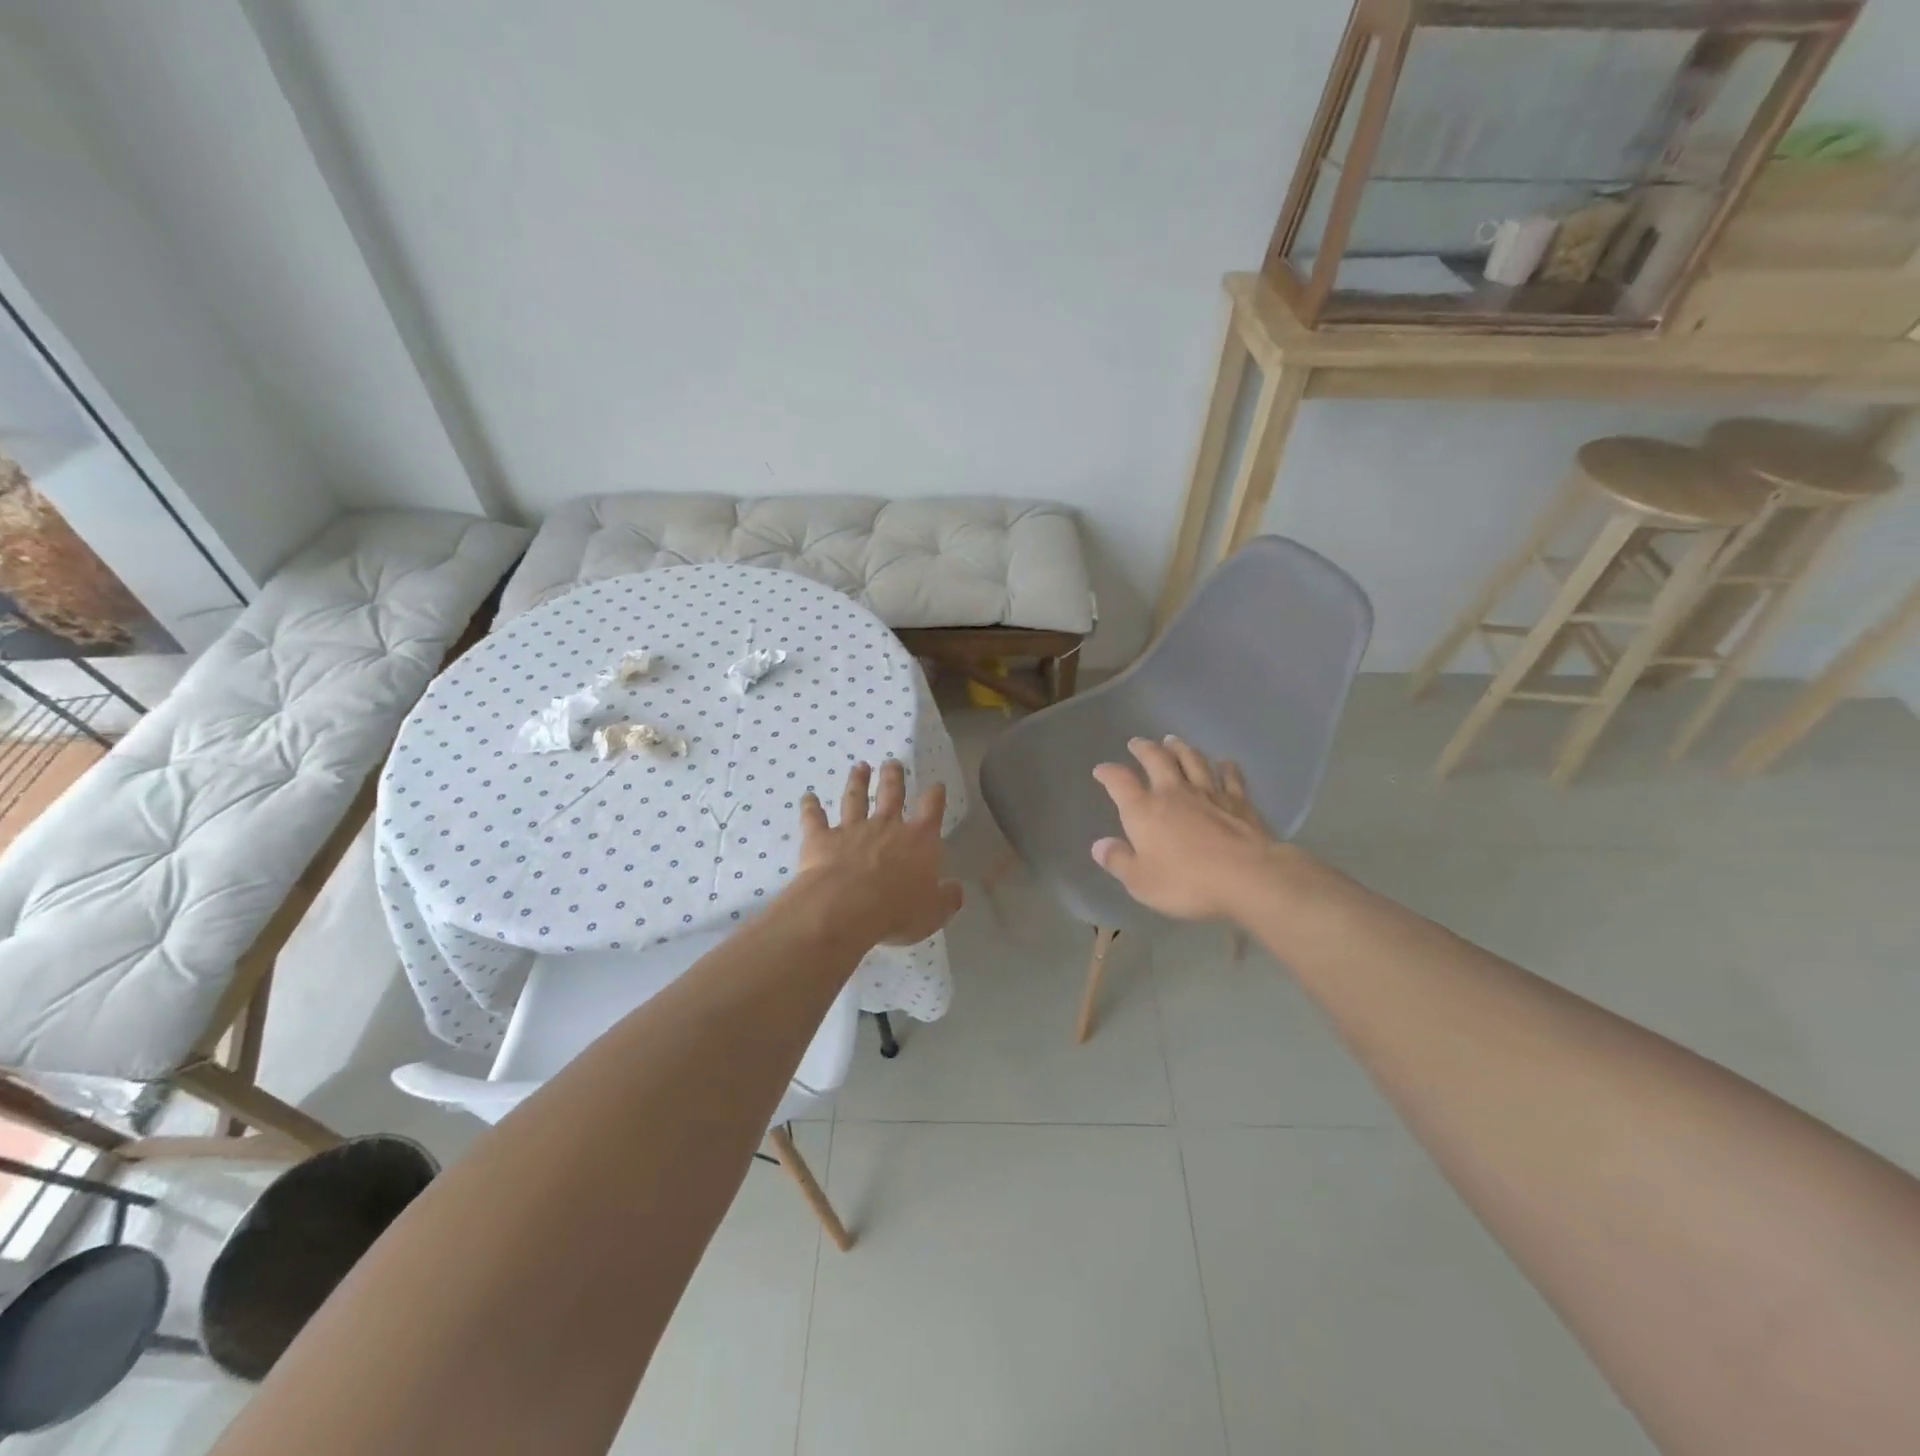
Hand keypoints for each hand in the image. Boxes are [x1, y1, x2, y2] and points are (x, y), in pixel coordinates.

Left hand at [794, 761, 962, 946]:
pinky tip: (807, 797)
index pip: (931, 810)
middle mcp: (886, 826)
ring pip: (855, 798)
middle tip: (892, 762)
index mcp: (918, 840)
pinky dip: (810, 807)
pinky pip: (814, 818)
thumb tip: (956, 889)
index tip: (936, 786)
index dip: (935, 797)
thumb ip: (947, 898)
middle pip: (891, 794)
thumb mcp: (933, 912)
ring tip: (859, 767)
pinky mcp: (821, 838)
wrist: (845, 908)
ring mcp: (852, 829)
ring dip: (857, 782)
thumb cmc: (897, 911)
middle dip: (893, 777)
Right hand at [1090, 736, 1281, 920]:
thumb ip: (1118, 861)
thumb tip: (1099, 845)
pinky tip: (1224, 763)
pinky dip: (1225, 767)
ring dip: (1180, 748)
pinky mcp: (1239, 801)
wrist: (1248, 877)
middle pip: (1156, 759)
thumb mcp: (1141, 881)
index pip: (1119, 782)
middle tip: (1137, 743)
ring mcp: (1208, 793)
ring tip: (1172, 741)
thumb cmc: (1187, 882)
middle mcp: (1173, 793)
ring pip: (1192, 760)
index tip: (1101, 770)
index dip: (1108, 773)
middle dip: (1144, 749)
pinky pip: (1230, 777)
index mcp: (1144, 810)